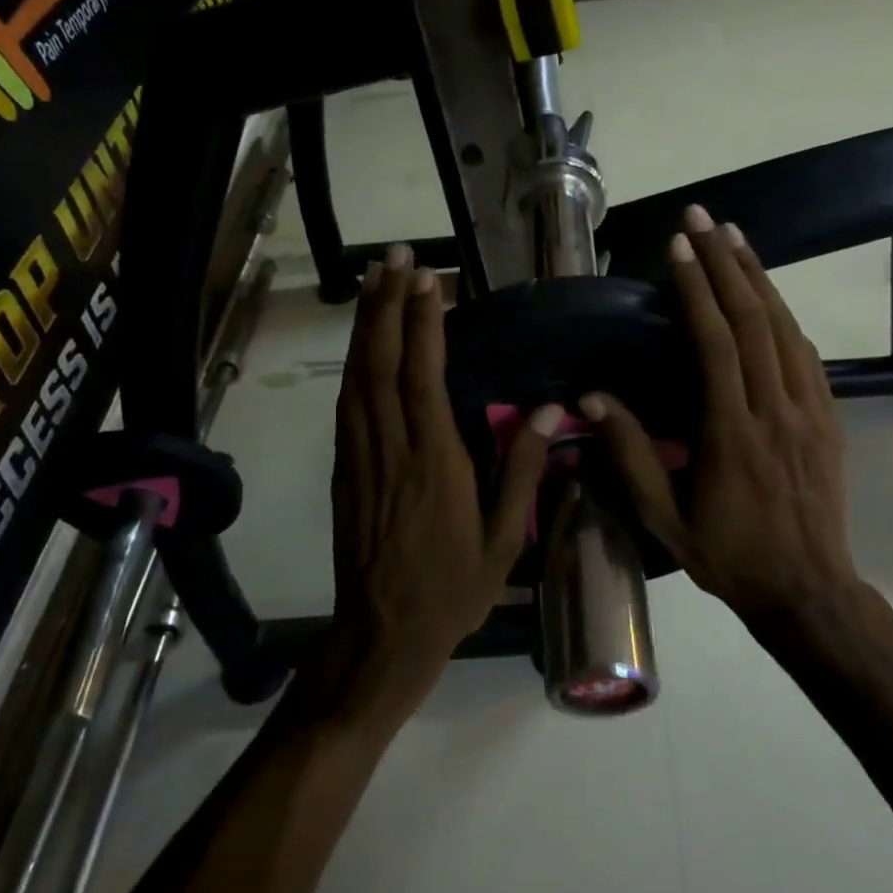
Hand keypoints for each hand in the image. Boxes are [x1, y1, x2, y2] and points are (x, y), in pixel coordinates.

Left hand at [330, 245, 560, 713]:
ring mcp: (361, 458)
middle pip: (382, 365)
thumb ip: (523, 471)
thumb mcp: (504, 541)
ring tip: (374, 279)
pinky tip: (363, 341)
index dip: (423, 324)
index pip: (423, 378)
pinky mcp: (344, 469)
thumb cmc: (451, 590)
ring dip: (366, 325)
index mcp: (435, 464)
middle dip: (388, 306)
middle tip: (396, 258)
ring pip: (358, 378)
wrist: (382, 634)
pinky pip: (347, 405)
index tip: (429, 281)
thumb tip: (548, 412)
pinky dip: (354, 364)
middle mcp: (391, 450)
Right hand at [582, 206, 858, 620]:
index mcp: (732, 433)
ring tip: (735, 238)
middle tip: (702, 219)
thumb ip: (630, 456)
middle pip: (754, 321)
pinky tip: (769, 297)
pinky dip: (785, 316)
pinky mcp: (829, 419)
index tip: (678, 247)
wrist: (808, 591)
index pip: (716, 344)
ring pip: (785, 330)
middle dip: (725, 263)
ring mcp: (810, 412)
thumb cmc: (728, 556)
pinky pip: (807, 355)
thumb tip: (590, 399)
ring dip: (759, 279)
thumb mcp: (664, 520)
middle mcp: (775, 410)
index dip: (696, 290)